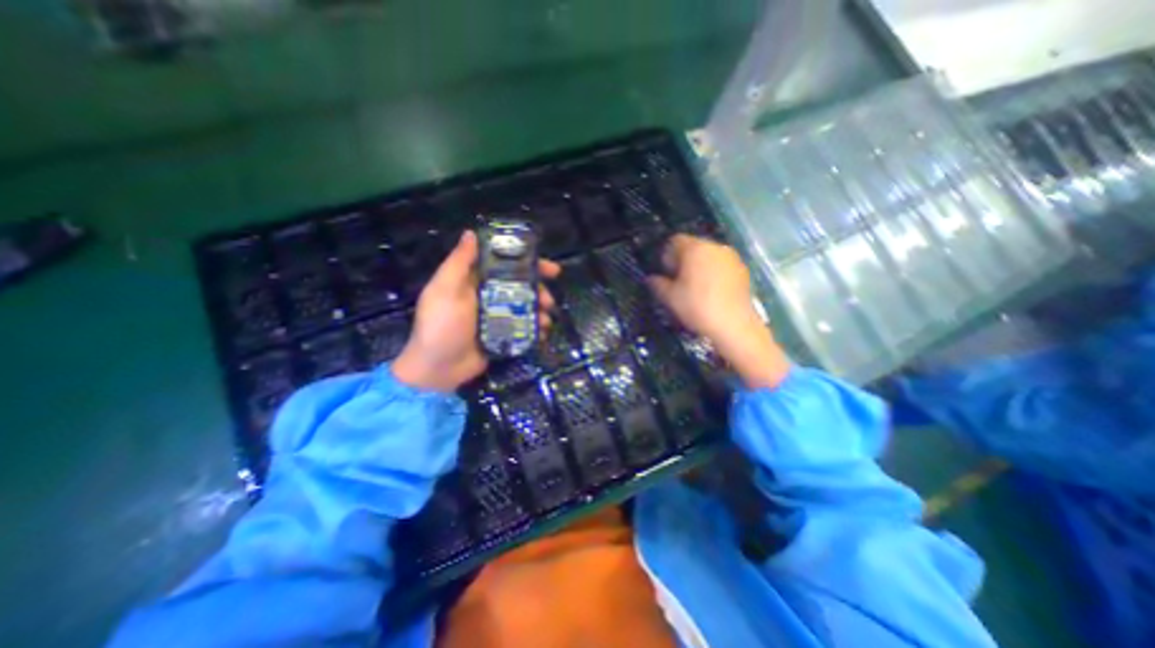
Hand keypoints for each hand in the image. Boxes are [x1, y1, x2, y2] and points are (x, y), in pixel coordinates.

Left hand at [392, 233, 564, 395]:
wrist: (438, 369)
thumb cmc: (441, 326)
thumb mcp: (445, 290)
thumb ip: (459, 263)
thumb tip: (471, 233)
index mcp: (474, 281)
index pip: (505, 265)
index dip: (528, 263)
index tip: (550, 268)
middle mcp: (487, 296)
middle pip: (520, 287)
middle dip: (539, 291)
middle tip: (550, 300)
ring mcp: (496, 317)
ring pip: (525, 307)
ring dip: (540, 311)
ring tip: (547, 320)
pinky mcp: (502, 335)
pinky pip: (523, 327)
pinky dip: (535, 328)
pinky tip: (542, 333)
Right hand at [647, 236, 789, 390]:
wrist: (733, 324)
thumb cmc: (697, 307)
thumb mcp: (670, 297)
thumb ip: (658, 284)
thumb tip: (651, 278)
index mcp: (695, 249)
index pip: (675, 241)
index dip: (667, 255)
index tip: (666, 273)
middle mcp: (714, 247)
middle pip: (693, 246)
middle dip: (684, 260)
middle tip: (678, 281)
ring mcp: (731, 257)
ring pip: (708, 255)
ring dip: (699, 266)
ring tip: (695, 287)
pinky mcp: (742, 269)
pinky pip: (722, 265)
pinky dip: (714, 273)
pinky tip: (712, 292)